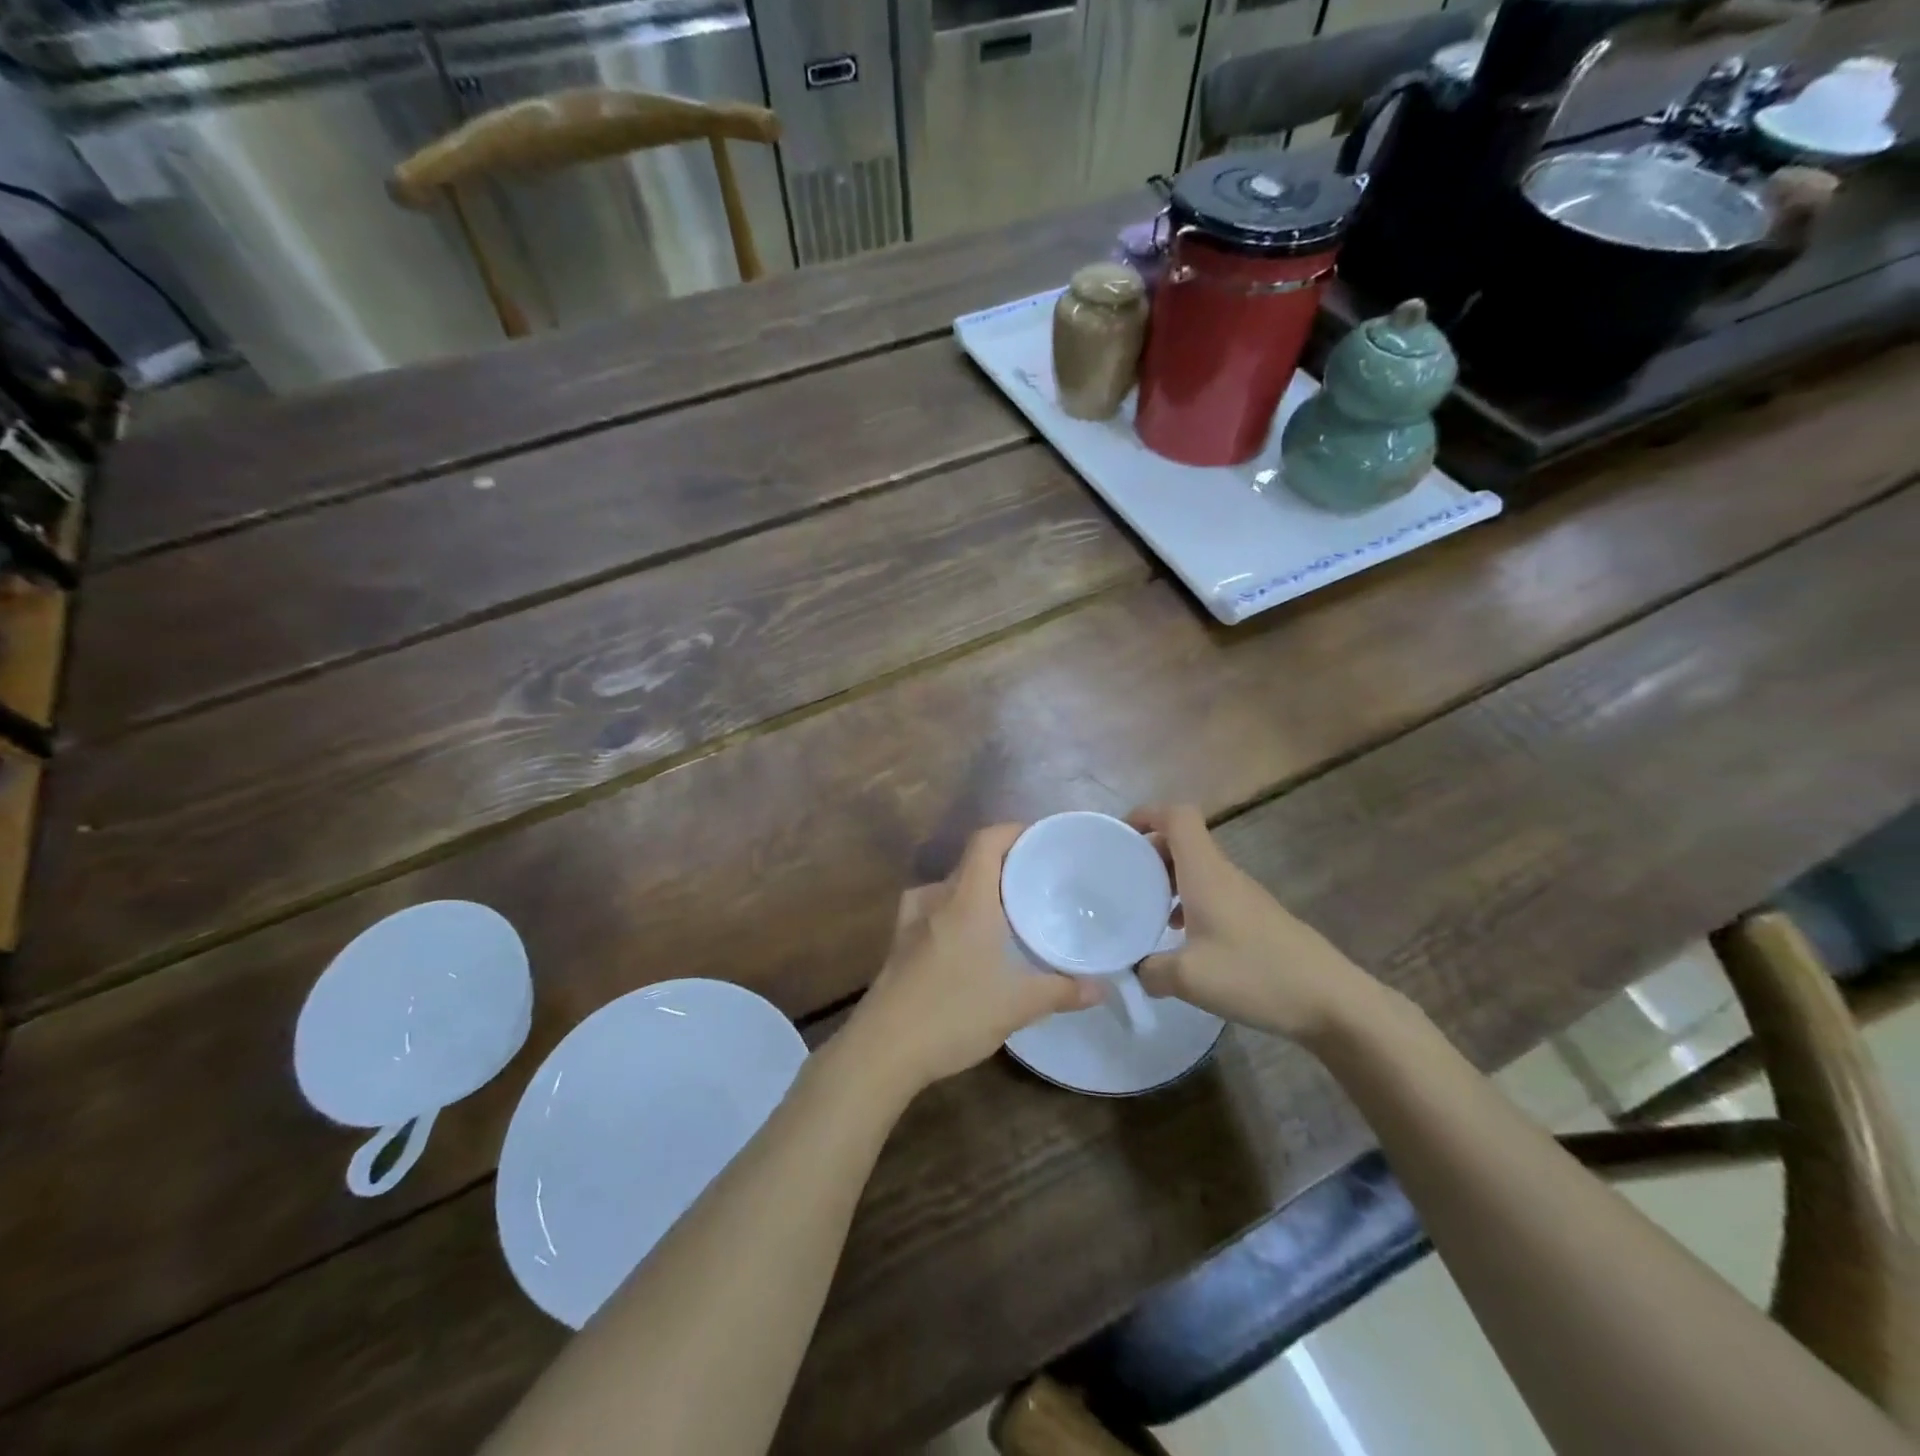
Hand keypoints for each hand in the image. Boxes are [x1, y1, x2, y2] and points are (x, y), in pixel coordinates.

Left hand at [844, 824, 1102, 1093]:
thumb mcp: (1017, 1005)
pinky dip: (955, 913)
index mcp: (966, 898)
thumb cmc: (954, 1012)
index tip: (1041, 842)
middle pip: (971, 862)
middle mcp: (936, 899)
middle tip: (1036, 882)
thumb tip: (1102, 987)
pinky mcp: (899, 945)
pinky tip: (969, 940)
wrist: (883, 1048)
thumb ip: (1062, 991)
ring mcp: (911, 921)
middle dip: (1003, 865)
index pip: (986, 840)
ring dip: (977, 890)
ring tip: (1005, 910)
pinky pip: (933, 911)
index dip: (1013, 832)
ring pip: (949, 888)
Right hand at [1130, 804, 1369, 1043]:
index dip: (1146, 815)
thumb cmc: (1256, 975)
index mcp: (1206, 872)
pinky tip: (1182, 938)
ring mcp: (1244, 895)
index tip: (1120, 838)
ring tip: (1146, 910)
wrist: (1333, 1002)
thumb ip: (1150, 970)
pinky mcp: (1256, 918)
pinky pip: (1212, 893)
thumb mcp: (1188, 978)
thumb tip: (1135, 970)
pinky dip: (1188, 901)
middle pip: (1183, 840)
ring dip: (1168, 879)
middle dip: (1149, 851)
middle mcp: (1224, 874)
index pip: (1177, 816)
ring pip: (1197, 868)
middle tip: (1123, 880)